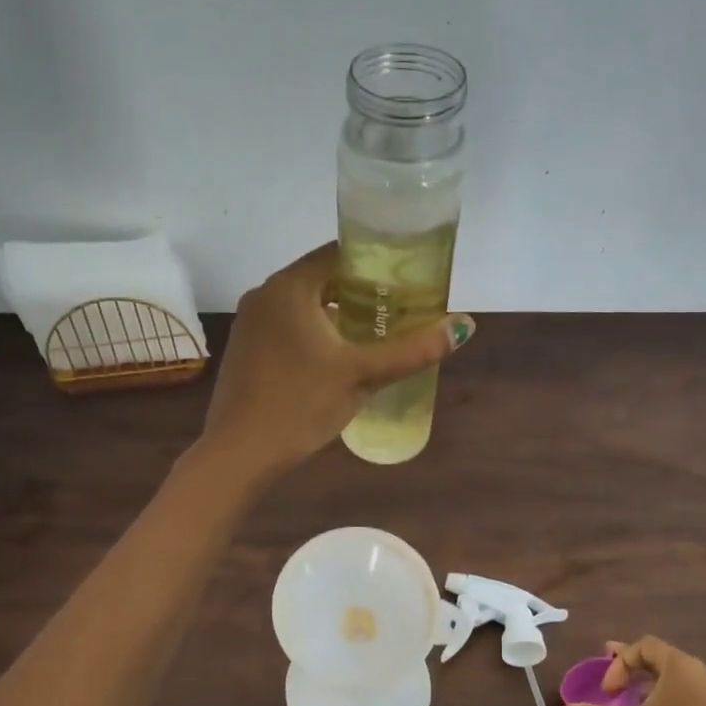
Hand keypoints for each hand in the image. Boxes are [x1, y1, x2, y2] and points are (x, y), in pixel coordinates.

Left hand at [201, 243, 473, 476]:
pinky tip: (336, 357)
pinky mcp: (246, 348)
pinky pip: (287, 325)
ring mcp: (250, 322)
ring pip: (303, 304)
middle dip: (360, 290)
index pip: (338, 253)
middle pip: (321, 277)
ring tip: (374, 332)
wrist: (239, 452)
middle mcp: (265, 293)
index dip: (375, 261)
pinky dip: (314, 331)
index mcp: (290, 286)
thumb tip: (466, 325)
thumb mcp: (362, 375)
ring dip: (337, 313)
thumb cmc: (301, 404)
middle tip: (398, 308)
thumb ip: (413, 349)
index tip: (406, 279)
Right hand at [562, 636, 705, 705]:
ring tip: (630, 704)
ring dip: (649, 687)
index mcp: (680, 666)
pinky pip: (687, 698)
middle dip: (632, 669)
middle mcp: (700, 673)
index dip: (620, 663)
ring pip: (675, 680)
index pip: (644, 647)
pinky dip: (666, 702)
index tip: (608, 691)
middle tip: (611, 681)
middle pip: (660, 660)